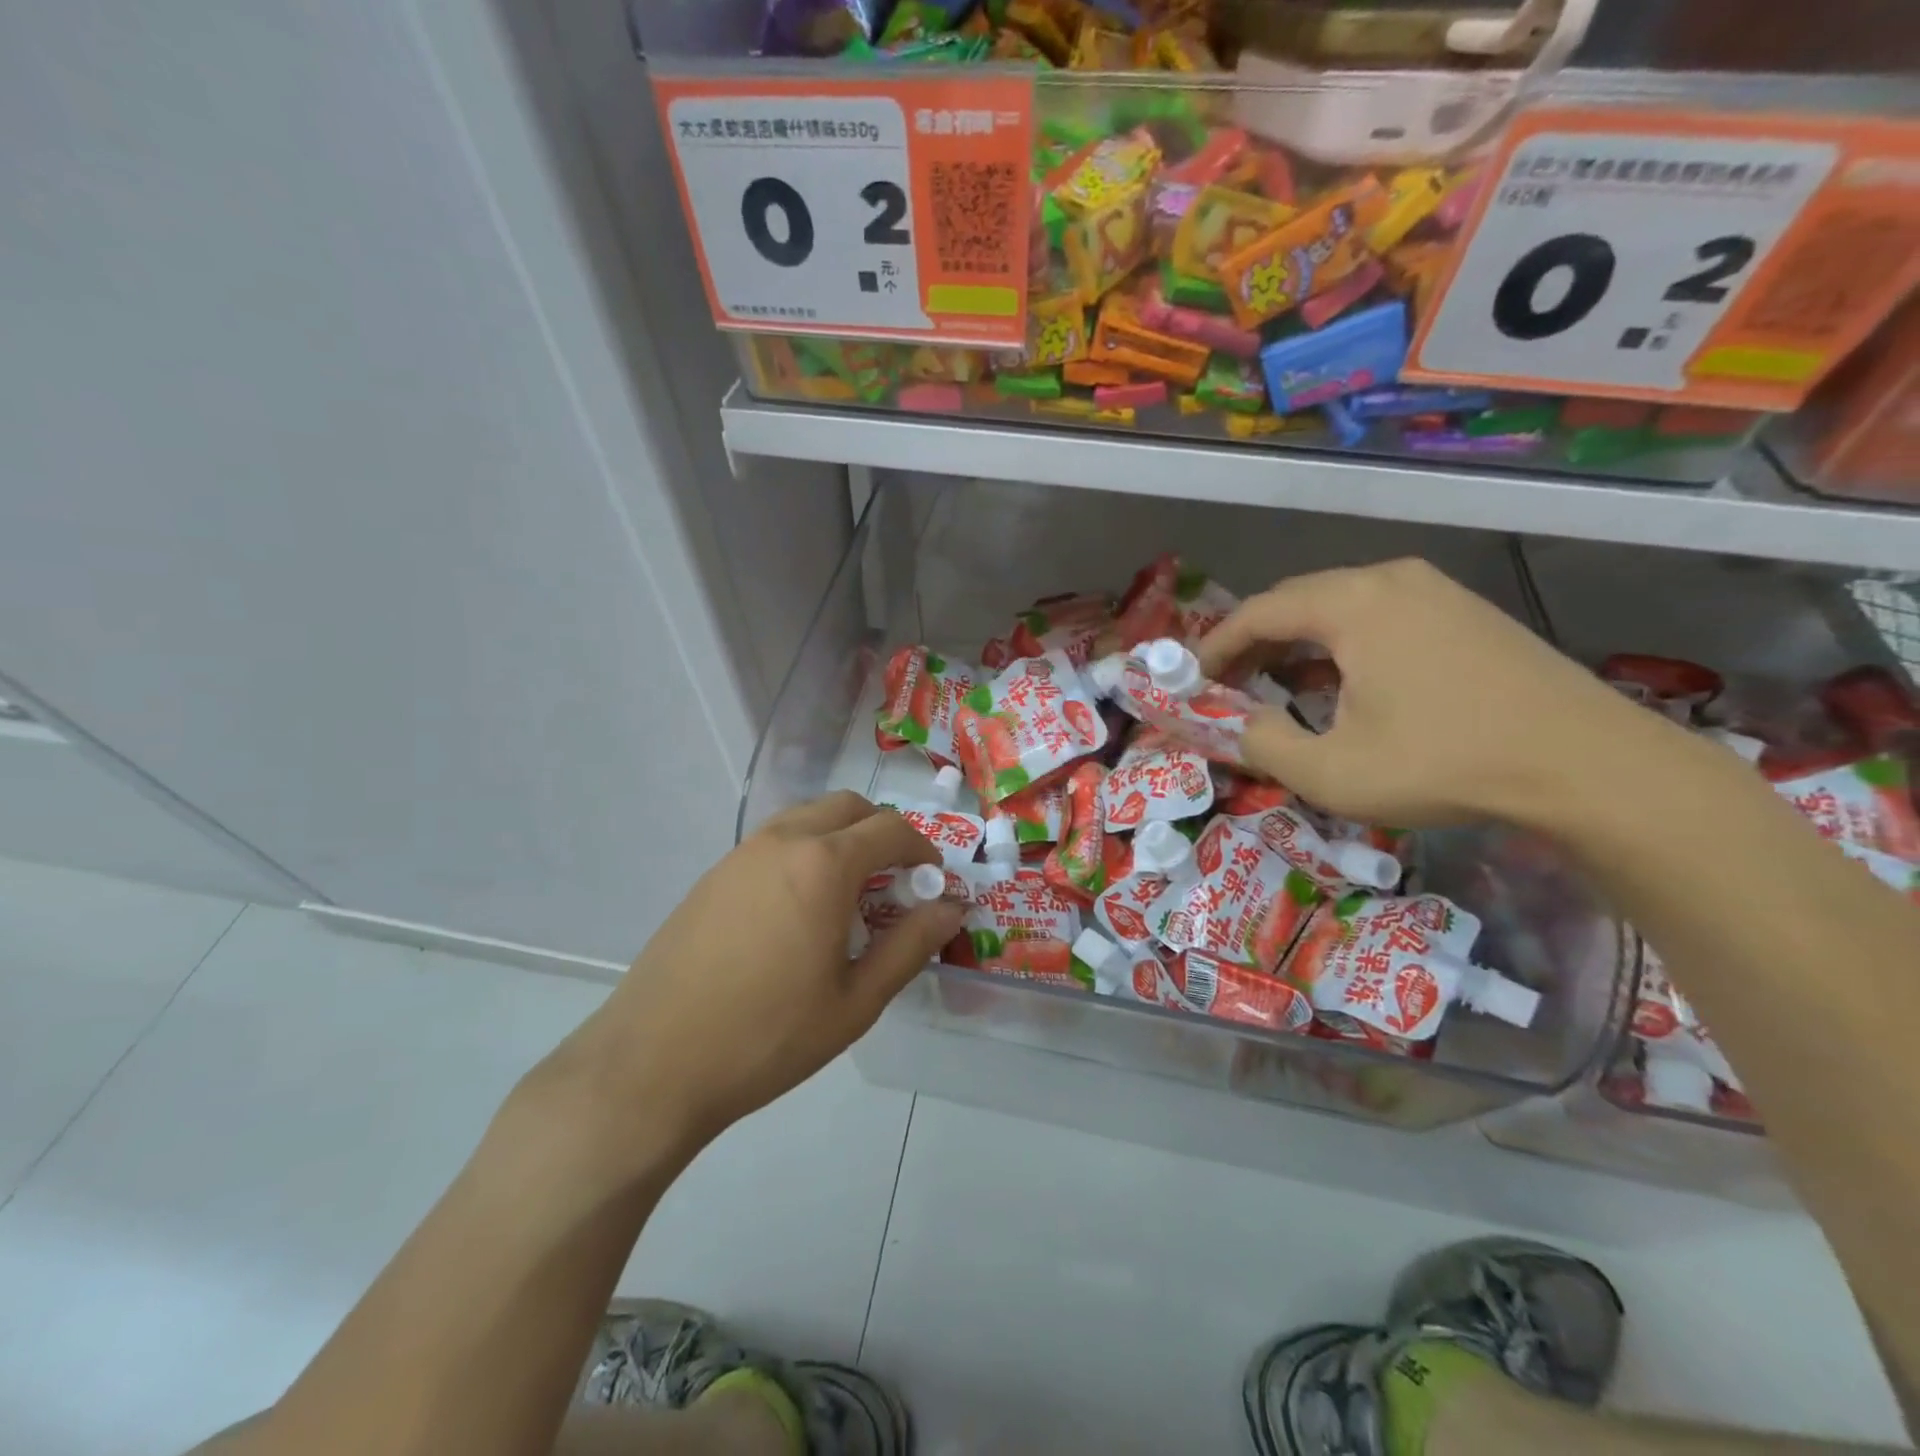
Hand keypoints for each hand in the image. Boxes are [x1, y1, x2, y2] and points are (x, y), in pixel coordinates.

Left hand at [536, 793, 964, 1161]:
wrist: (653, 1064)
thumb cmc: (768, 1036)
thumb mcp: (856, 1001)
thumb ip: (911, 945)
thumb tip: (952, 908)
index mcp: (824, 864)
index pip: (891, 829)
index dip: (923, 850)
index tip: (932, 882)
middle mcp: (783, 840)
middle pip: (848, 807)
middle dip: (882, 833)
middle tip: (894, 883)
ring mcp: (740, 854)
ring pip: (808, 818)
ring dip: (841, 839)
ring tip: (849, 898)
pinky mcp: (713, 875)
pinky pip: (774, 842)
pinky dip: (805, 853)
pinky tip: (799, 912)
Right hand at [1198, 558, 1658, 829]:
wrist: (1588, 766)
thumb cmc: (1444, 763)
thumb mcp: (1330, 771)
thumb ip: (1261, 743)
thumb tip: (1235, 724)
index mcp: (1352, 604)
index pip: (1258, 612)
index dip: (1215, 647)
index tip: (1190, 680)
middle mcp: (1390, 580)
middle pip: (1296, 602)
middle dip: (1254, 644)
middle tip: (1228, 686)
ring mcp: (1436, 590)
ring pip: (1340, 607)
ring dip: (1298, 644)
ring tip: (1277, 687)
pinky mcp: (1467, 612)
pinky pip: (1380, 616)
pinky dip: (1342, 645)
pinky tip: (1343, 683)